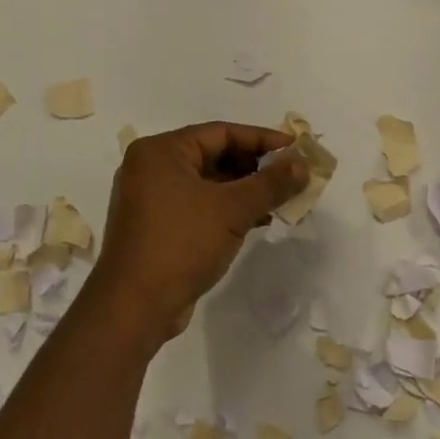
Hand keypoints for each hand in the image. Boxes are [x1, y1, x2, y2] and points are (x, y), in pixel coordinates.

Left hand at [90, 123, 308, 347]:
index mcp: (160, 152)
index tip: (295, 147)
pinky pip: (201, 206)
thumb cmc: (181, 243)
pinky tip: (260, 220)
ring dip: (246, 190)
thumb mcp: (232, 210)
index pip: (220, 132)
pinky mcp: (159, 227)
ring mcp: (153, 200)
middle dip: (256, 166)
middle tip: (292, 174)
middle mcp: (152, 168)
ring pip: (209, 184)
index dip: (261, 138)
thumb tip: (303, 166)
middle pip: (214, 156)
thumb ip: (270, 184)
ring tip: (283, 198)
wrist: (136, 306)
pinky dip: (229, 210)